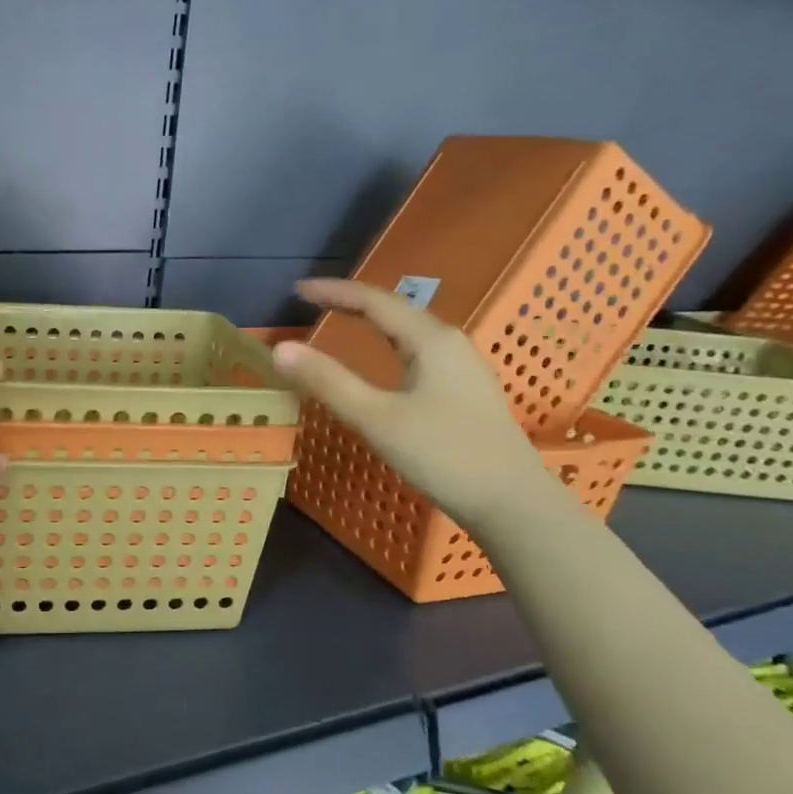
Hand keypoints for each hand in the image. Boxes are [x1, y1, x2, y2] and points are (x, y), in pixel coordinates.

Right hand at [271, 278, 559, 530]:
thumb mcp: (376, 419)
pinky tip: (383, 361)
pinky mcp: (464, 390)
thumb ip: (327, 381)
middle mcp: (449, 343)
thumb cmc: (443, 455)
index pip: (373, 301)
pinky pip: (418, 351)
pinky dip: (388, 344)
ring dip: (372, 321)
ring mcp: (462, 367)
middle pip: (394, 310)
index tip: (296, 291)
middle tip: (313, 302)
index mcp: (430, 340)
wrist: (512, 502)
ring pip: (409, 331)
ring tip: (341, 321)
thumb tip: (280, 349)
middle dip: (351, 302)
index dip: (333, 292)